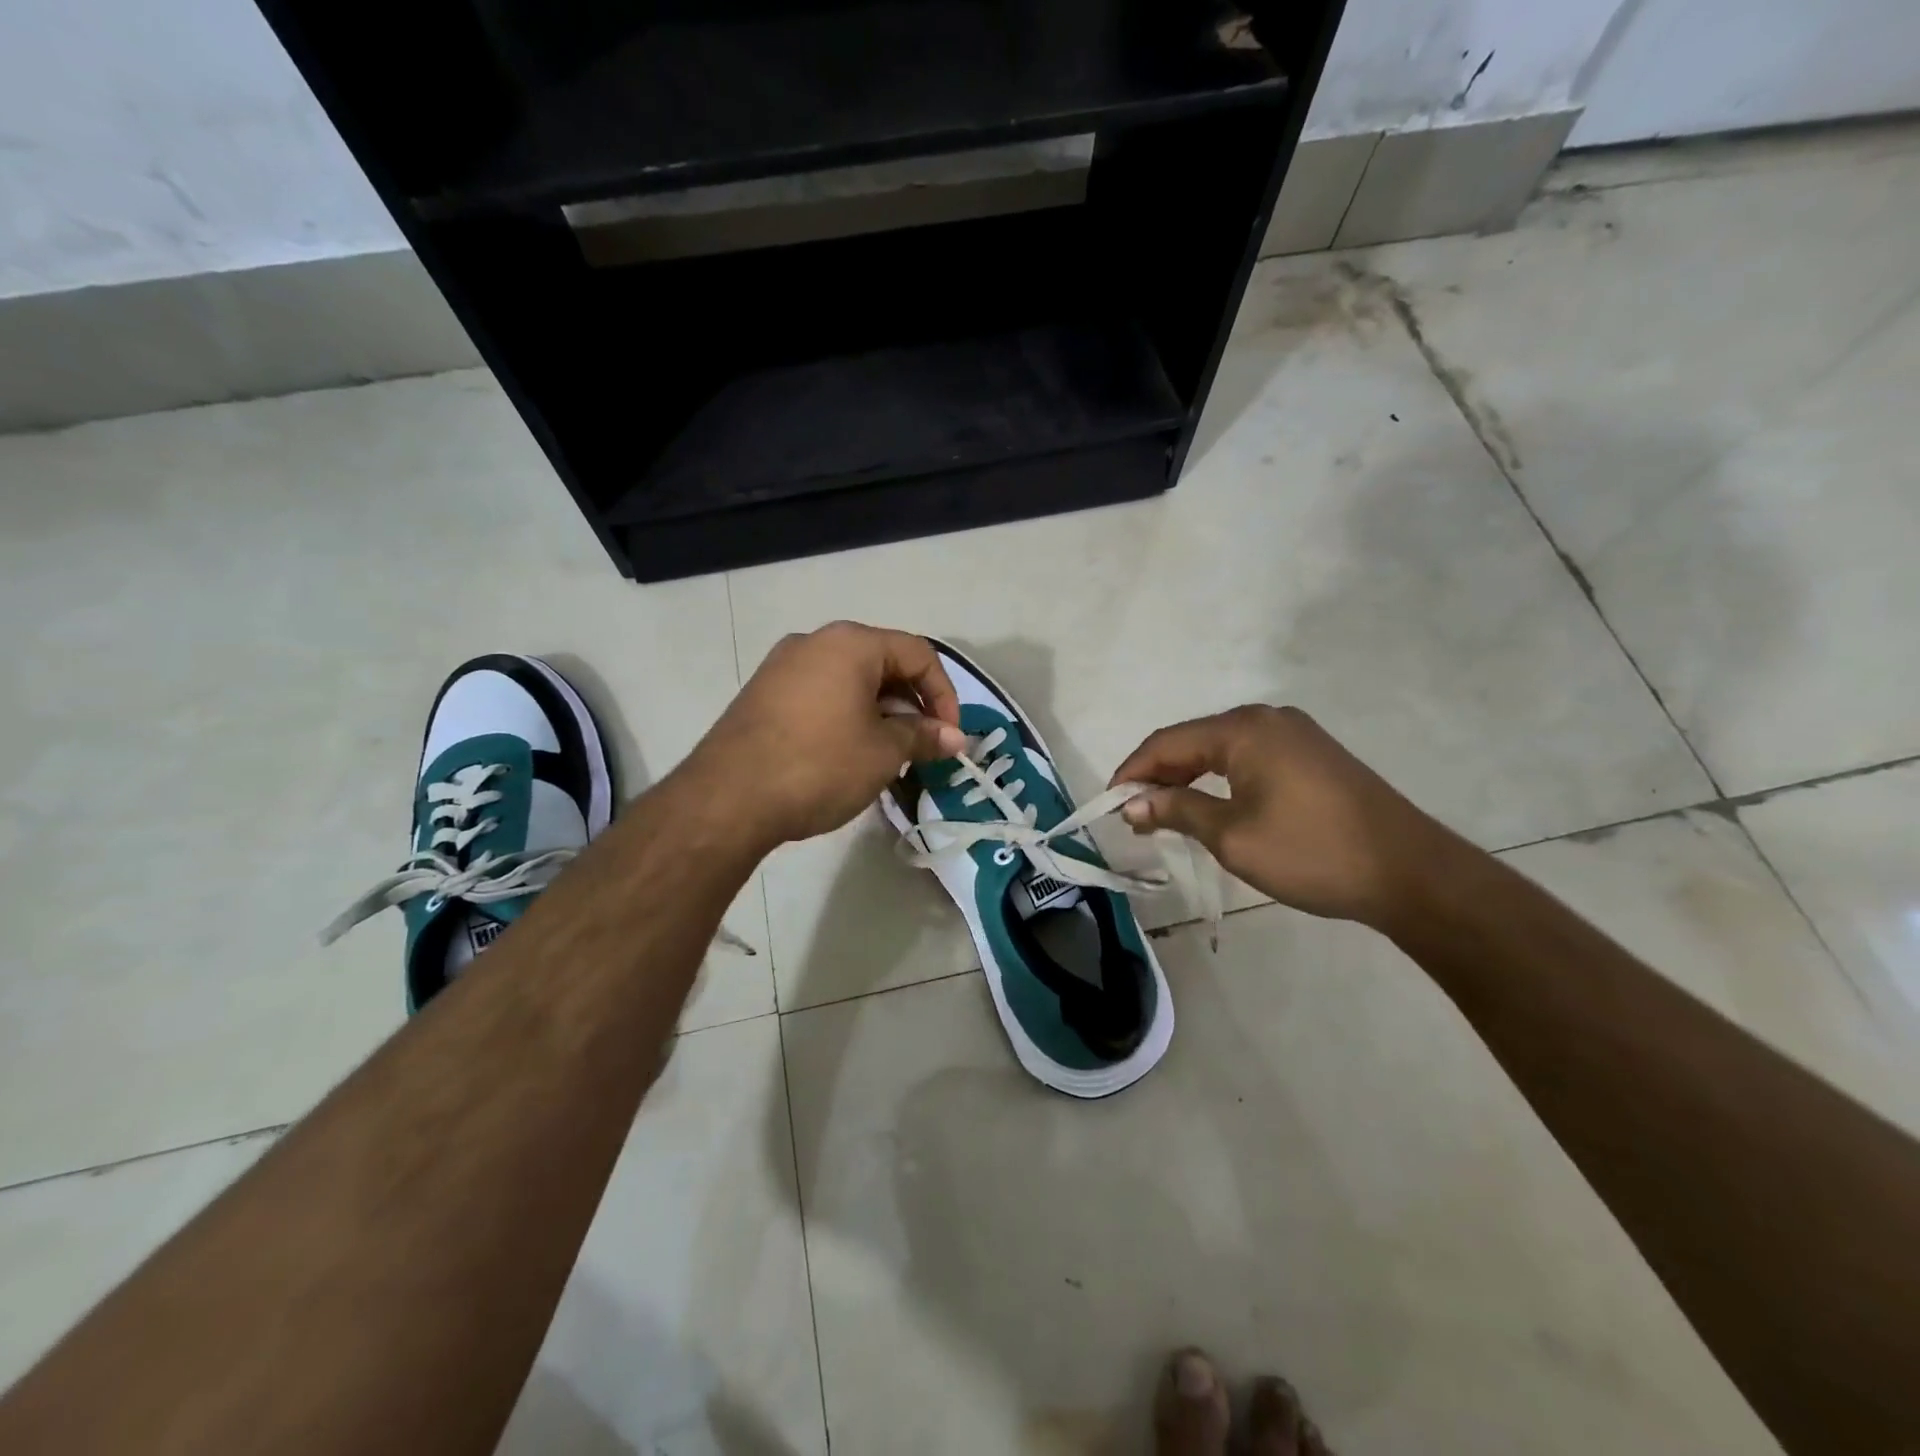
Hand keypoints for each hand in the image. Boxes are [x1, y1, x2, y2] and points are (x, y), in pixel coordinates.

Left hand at [686, 621, 965, 846]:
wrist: (728, 798)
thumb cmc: (819, 765)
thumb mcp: (884, 752)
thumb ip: (924, 736)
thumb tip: (956, 738)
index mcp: (851, 643)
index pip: (918, 654)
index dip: (944, 694)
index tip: (950, 737)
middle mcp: (815, 642)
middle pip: (883, 663)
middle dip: (912, 704)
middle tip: (923, 746)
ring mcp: (783, 666)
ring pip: (850, 680)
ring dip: (880, 712)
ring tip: (889, 754)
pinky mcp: (763, 694)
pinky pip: (820, 694)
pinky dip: (847, 716)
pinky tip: (848, 754)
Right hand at [1109, 705, 1457, 929]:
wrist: (1410, 873)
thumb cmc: (1312, 852)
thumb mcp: (1233, 836)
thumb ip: (1177, 810)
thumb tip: (1131, 803)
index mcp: (1244, 729)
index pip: (1167, 743)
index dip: (1132, 772)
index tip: (1108, 804)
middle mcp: (1266, 719)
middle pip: (1193, 742)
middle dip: (1158, 776)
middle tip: (1132, 814)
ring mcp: (1294, 735)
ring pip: (1220, 751)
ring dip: (1187, 779)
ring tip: (1162, 813)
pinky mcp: (1312, 756)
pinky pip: (1248, 759)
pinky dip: (1219, 781)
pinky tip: (1210, 805)